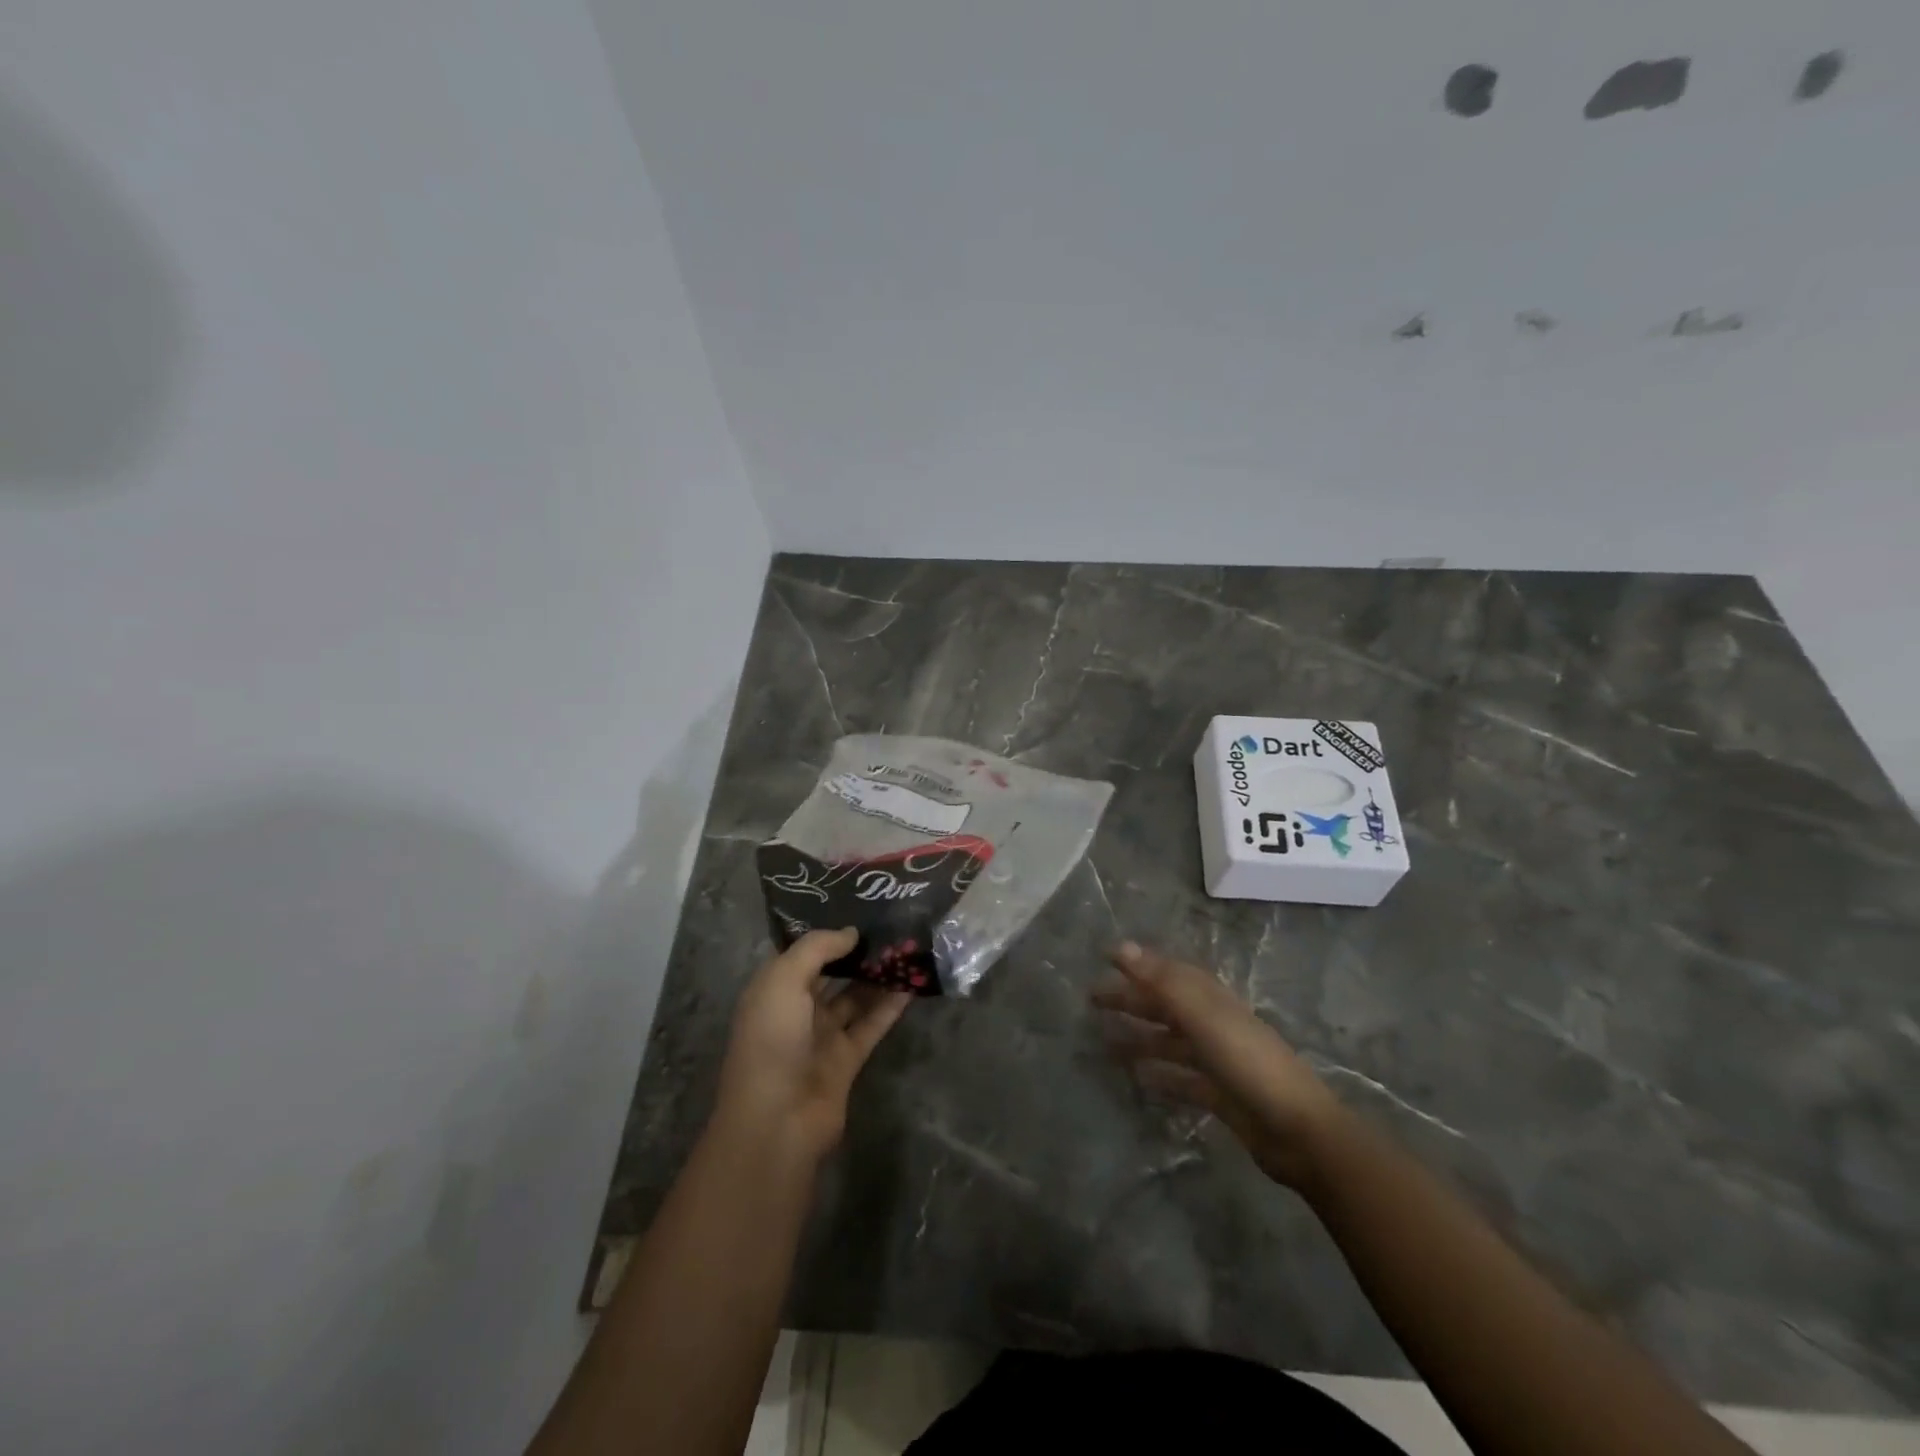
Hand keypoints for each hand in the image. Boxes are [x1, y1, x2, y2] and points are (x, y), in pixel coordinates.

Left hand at [716, 928, 911, 1160]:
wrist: (777, 1120)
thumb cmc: (771, 1040)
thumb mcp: (783, 980)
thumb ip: (817, 949)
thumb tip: (851, 932)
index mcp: (773, 989)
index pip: (803, 953)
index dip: (828, 933)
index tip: (859, 909)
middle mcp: (797, 1009)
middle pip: (832, 973)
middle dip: (857, 952)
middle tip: (891, 925)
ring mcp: (823, 1035)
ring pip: (856, 997)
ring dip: (878, 976)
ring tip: (908, 948)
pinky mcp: (848, 1059)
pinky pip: (872, 1023)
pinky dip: (891, 1005)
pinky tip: (913, 982)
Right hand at [1092, 941, 1344, 1186]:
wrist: (1298, 1130)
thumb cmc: (1247, 1062)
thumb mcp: (1202, 1016)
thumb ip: (1161, 982)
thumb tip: (1120, 946)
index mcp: (1210, 999)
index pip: (1168, 972)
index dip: (1138, 963)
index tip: (1105, 957)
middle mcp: (1212, 1023)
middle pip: (1165, 1005)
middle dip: (1131, 999)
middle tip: (1092, 1000)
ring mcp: (1217, 1060)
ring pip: (1169, 1042)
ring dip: (1139, 1038)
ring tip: (1103, 1043)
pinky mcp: (1219, 1095)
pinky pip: (1180, 1079)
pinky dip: (1159, 1075)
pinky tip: (1138, 1080)